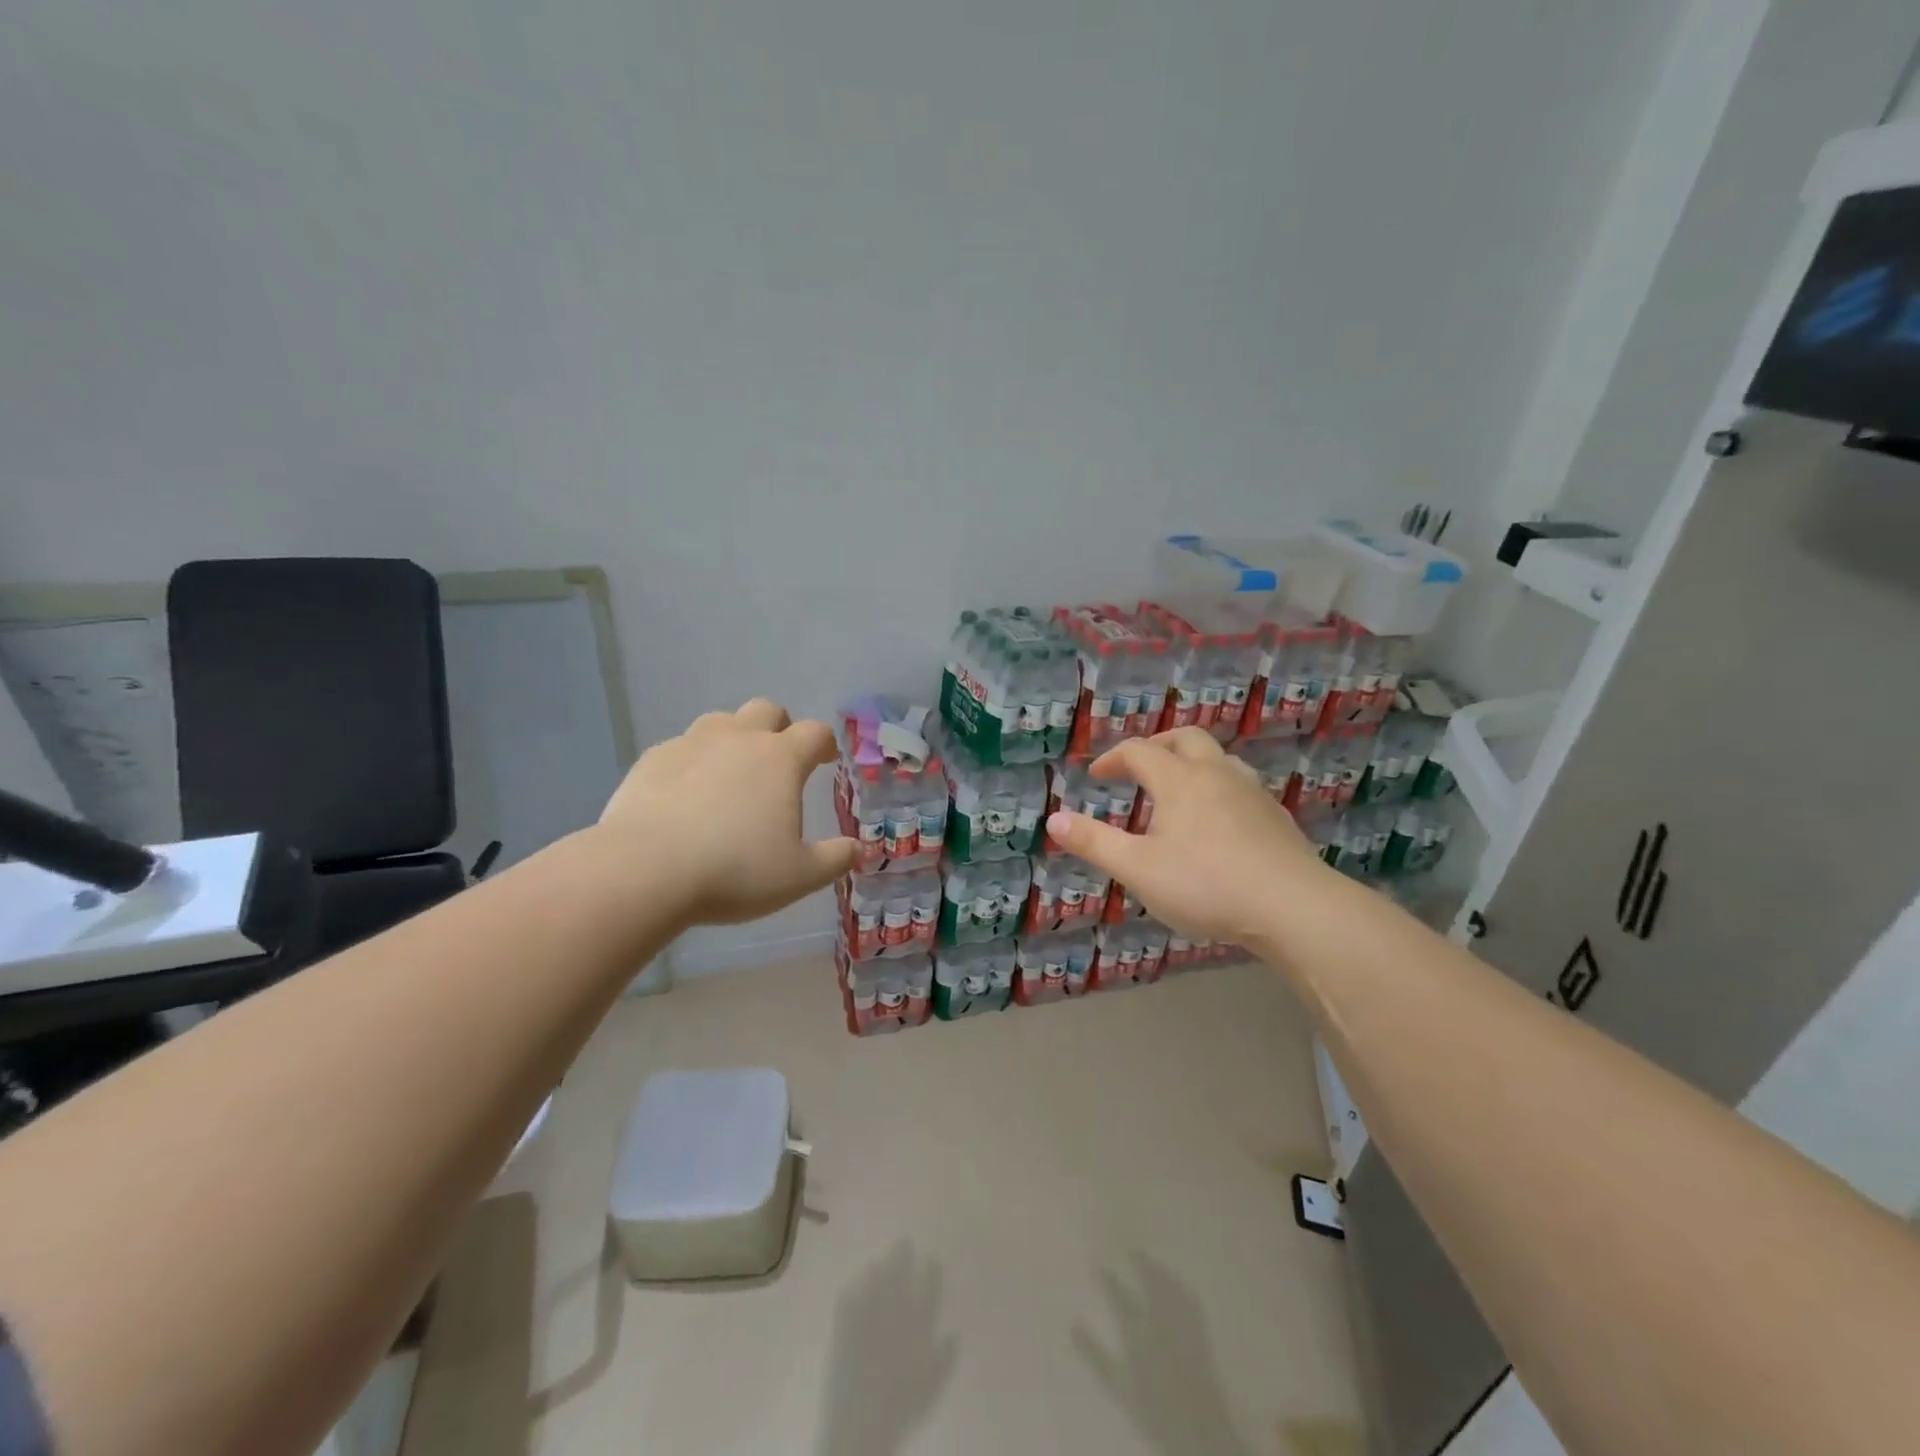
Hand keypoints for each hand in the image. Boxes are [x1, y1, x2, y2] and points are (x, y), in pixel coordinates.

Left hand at [597, 699, 857, 925]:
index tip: (826, 759)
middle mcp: (738, 739)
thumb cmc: (735, 871)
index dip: (825, 743)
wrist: (644, 871)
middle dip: (780, 727)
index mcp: (780, 759)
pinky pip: (681, 748)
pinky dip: (693, 762)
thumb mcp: (799, 876)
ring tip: (732, 774)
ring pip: (721, 721)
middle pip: (766, 710)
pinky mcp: (652, 759)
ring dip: (734, 738)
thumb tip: (859, 850)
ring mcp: (691, 744)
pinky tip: (686, 794)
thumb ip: (835, 859)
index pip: (815, 733)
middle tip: (779, 759)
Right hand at [1045, 729, 1326, 945]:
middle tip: (1138, 768)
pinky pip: (1241, 784)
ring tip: (1177, 790)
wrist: (1293, 907)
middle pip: (1185, 738)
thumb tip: (1053, 819)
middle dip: (1156, 746)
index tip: (1097, 776)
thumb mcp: (1138, 869)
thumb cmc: (1206, 885)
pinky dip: (1217, 787)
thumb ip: (1094, 843)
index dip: (1114, 759)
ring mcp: (1253, 792)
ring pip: (1219, 758)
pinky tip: (1217, 820)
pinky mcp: (1276, 816)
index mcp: (1180, 780)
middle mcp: (1217, 774)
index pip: (1140, 751)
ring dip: (1191, 763)